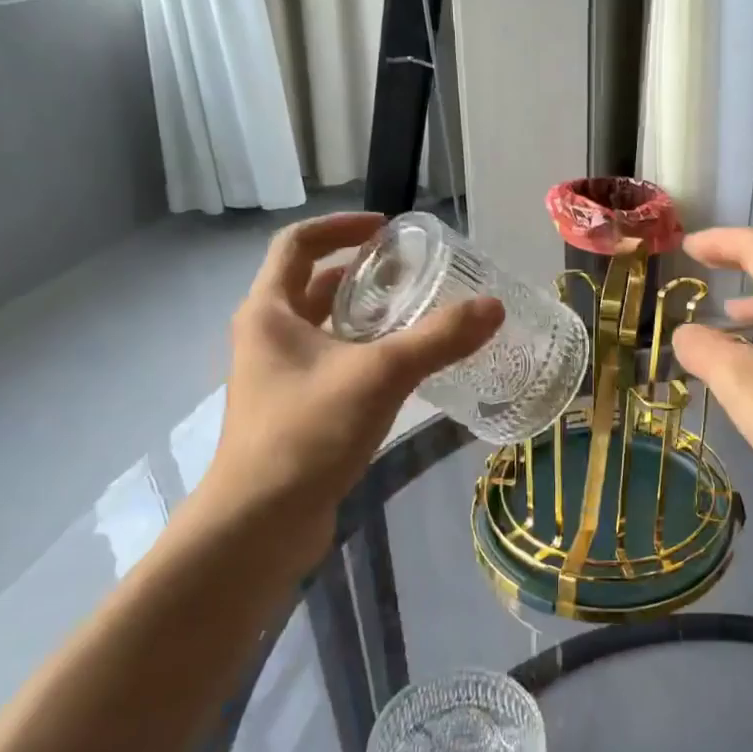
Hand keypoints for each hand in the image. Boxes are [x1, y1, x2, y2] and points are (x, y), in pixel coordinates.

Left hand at [194, 212, 502, 561]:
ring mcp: (278, 379)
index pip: (298, 244)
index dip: (342, 227)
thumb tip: (493, 307)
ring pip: (325, 330)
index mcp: (269, 312)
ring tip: (418, 318)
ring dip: (367, 318)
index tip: (388, 229)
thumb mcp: (379, 375)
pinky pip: (333, 366)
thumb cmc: (307, 433)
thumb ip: (438, 339)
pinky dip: (365, 356)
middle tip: (415, 276)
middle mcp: (266, 338)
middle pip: (313, 286)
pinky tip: (404, 372)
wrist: (259, 524)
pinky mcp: (294, 413)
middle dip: (363, 275)